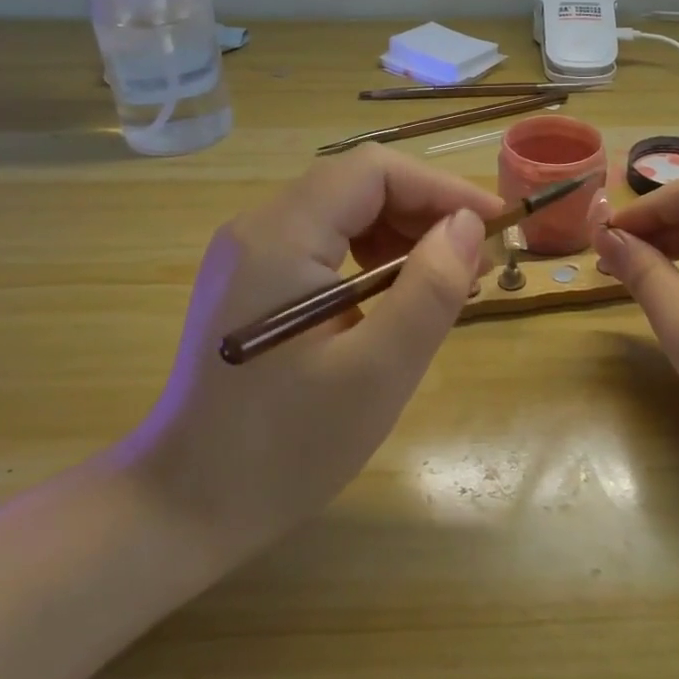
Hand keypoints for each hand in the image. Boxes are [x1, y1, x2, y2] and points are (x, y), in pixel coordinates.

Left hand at [129, 146, 502, 569]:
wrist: (184, 507)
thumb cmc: (285, 447)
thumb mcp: (377, 372)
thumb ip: (430, 289)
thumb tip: (468, 225)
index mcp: (281, 236)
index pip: (373, 170)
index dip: (441, 187)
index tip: (493, 225)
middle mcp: (258, 227)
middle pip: (358, 185)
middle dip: (426, 211)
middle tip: (477, 261)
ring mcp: (249, 254)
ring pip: (344, 212)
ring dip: (403, 234)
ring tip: (449, 281)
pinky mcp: (252, 282)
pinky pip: (325, 244)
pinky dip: (372, 258)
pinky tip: (400, 298)